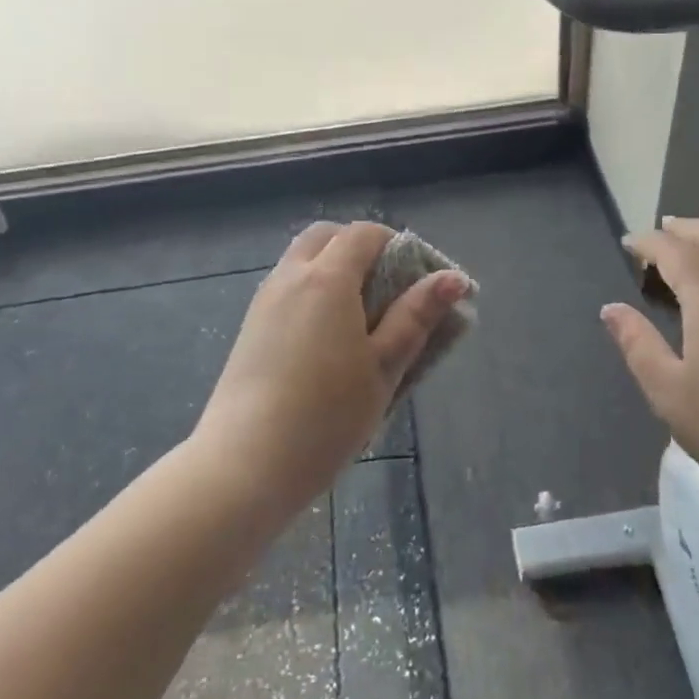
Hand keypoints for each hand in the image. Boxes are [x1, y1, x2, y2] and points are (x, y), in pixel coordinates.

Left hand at [195, 221, 468, 513]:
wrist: (244, 464)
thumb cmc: (327, 415)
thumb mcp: (385, 366)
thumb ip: (416, 316)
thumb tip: (453, 277)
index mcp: (326, 279)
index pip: (363, 234)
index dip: (397, 246)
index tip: (419, 280)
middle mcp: (290, 277)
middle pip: (327, 236)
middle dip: (360, 249)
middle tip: (388, 291)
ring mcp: (264, 301)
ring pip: (302, 262)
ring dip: (334, 270)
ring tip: (361, 320)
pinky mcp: (250, 328)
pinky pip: (287, 288)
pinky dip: (312, 292)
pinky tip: (327, 341)